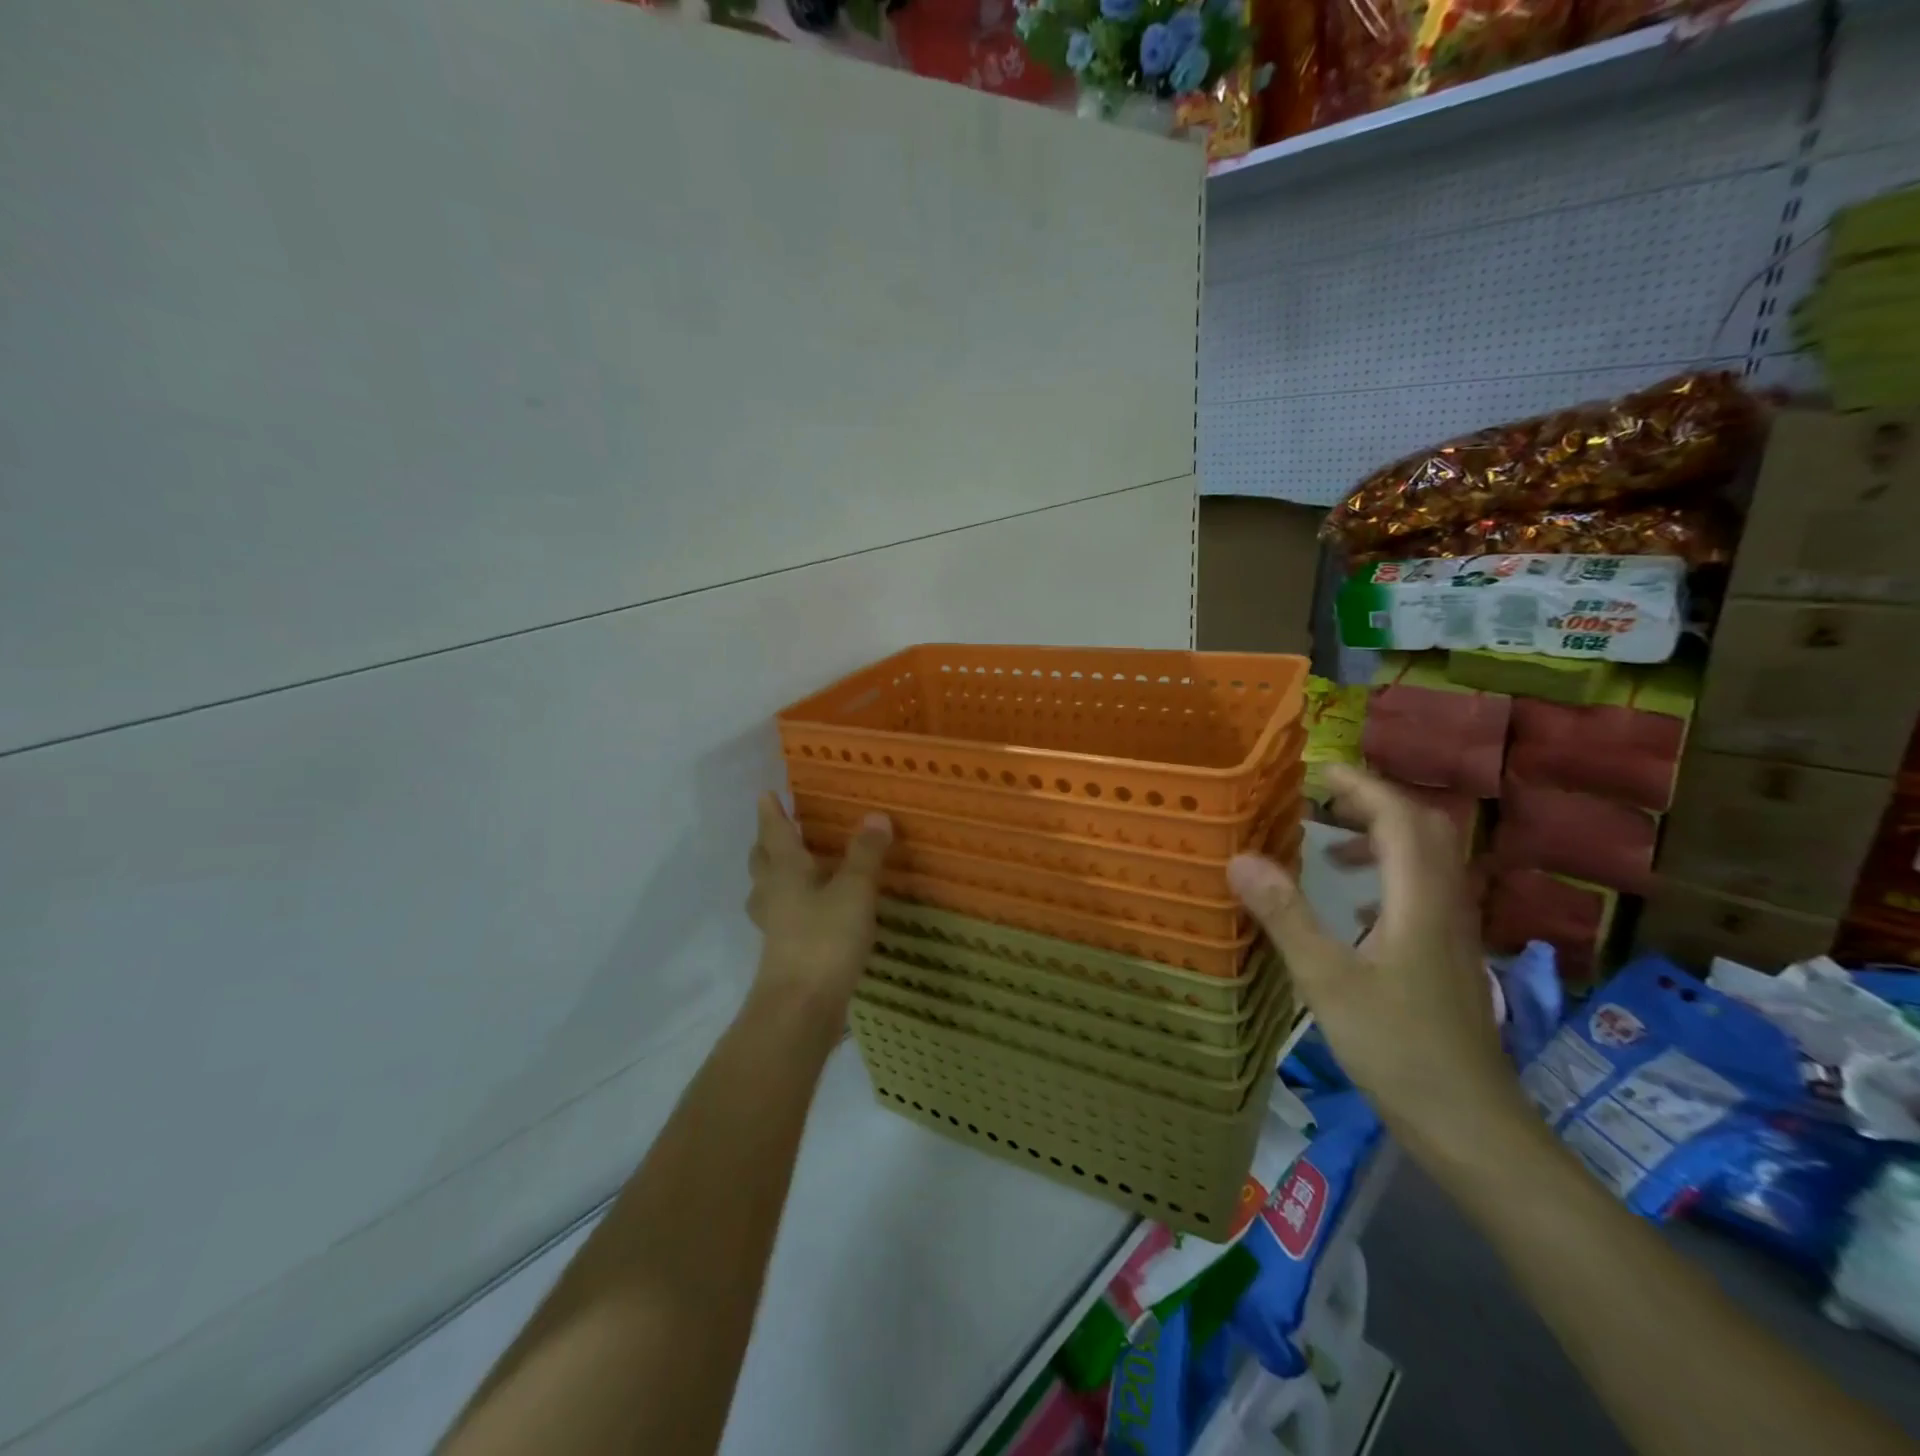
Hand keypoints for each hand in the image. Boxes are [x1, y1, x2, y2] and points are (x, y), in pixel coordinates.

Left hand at [745, 793, 891, 1015]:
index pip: (775, 832)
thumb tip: (875, 815)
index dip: (772, 812)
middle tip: (777, 830)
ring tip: (788, 869)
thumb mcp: (854, 890)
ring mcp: (775, 926)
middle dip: (767, 843)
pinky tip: (808, 912)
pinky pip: (781, 916)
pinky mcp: (783, 952)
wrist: (800, 1007)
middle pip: (763, 861)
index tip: (766, 793)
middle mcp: (773, 893)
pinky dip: (789, 905)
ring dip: (773, 875)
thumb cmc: (825, 939)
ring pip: (767, 891)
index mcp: (785, 871)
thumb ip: (865, 854)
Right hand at [1227, 764, 1526, 1160]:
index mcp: (1420, 900)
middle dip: (1374, 804)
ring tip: (1328, 848)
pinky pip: (1422, 895)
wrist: (1472, 1127)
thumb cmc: (1398, 1049)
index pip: (1401, 817)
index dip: (1362, 785)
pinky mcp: (1448, 960)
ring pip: (1427, 863)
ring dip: (1381, 840)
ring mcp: (1452, 935)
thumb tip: (1240, 858)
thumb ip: (1285, 915)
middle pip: (1424, 831)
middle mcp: (1445, 906)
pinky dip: (1387, 879)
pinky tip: (1354, 909)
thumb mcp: (1327, 980)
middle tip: (1322, 801)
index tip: (1318, 770)